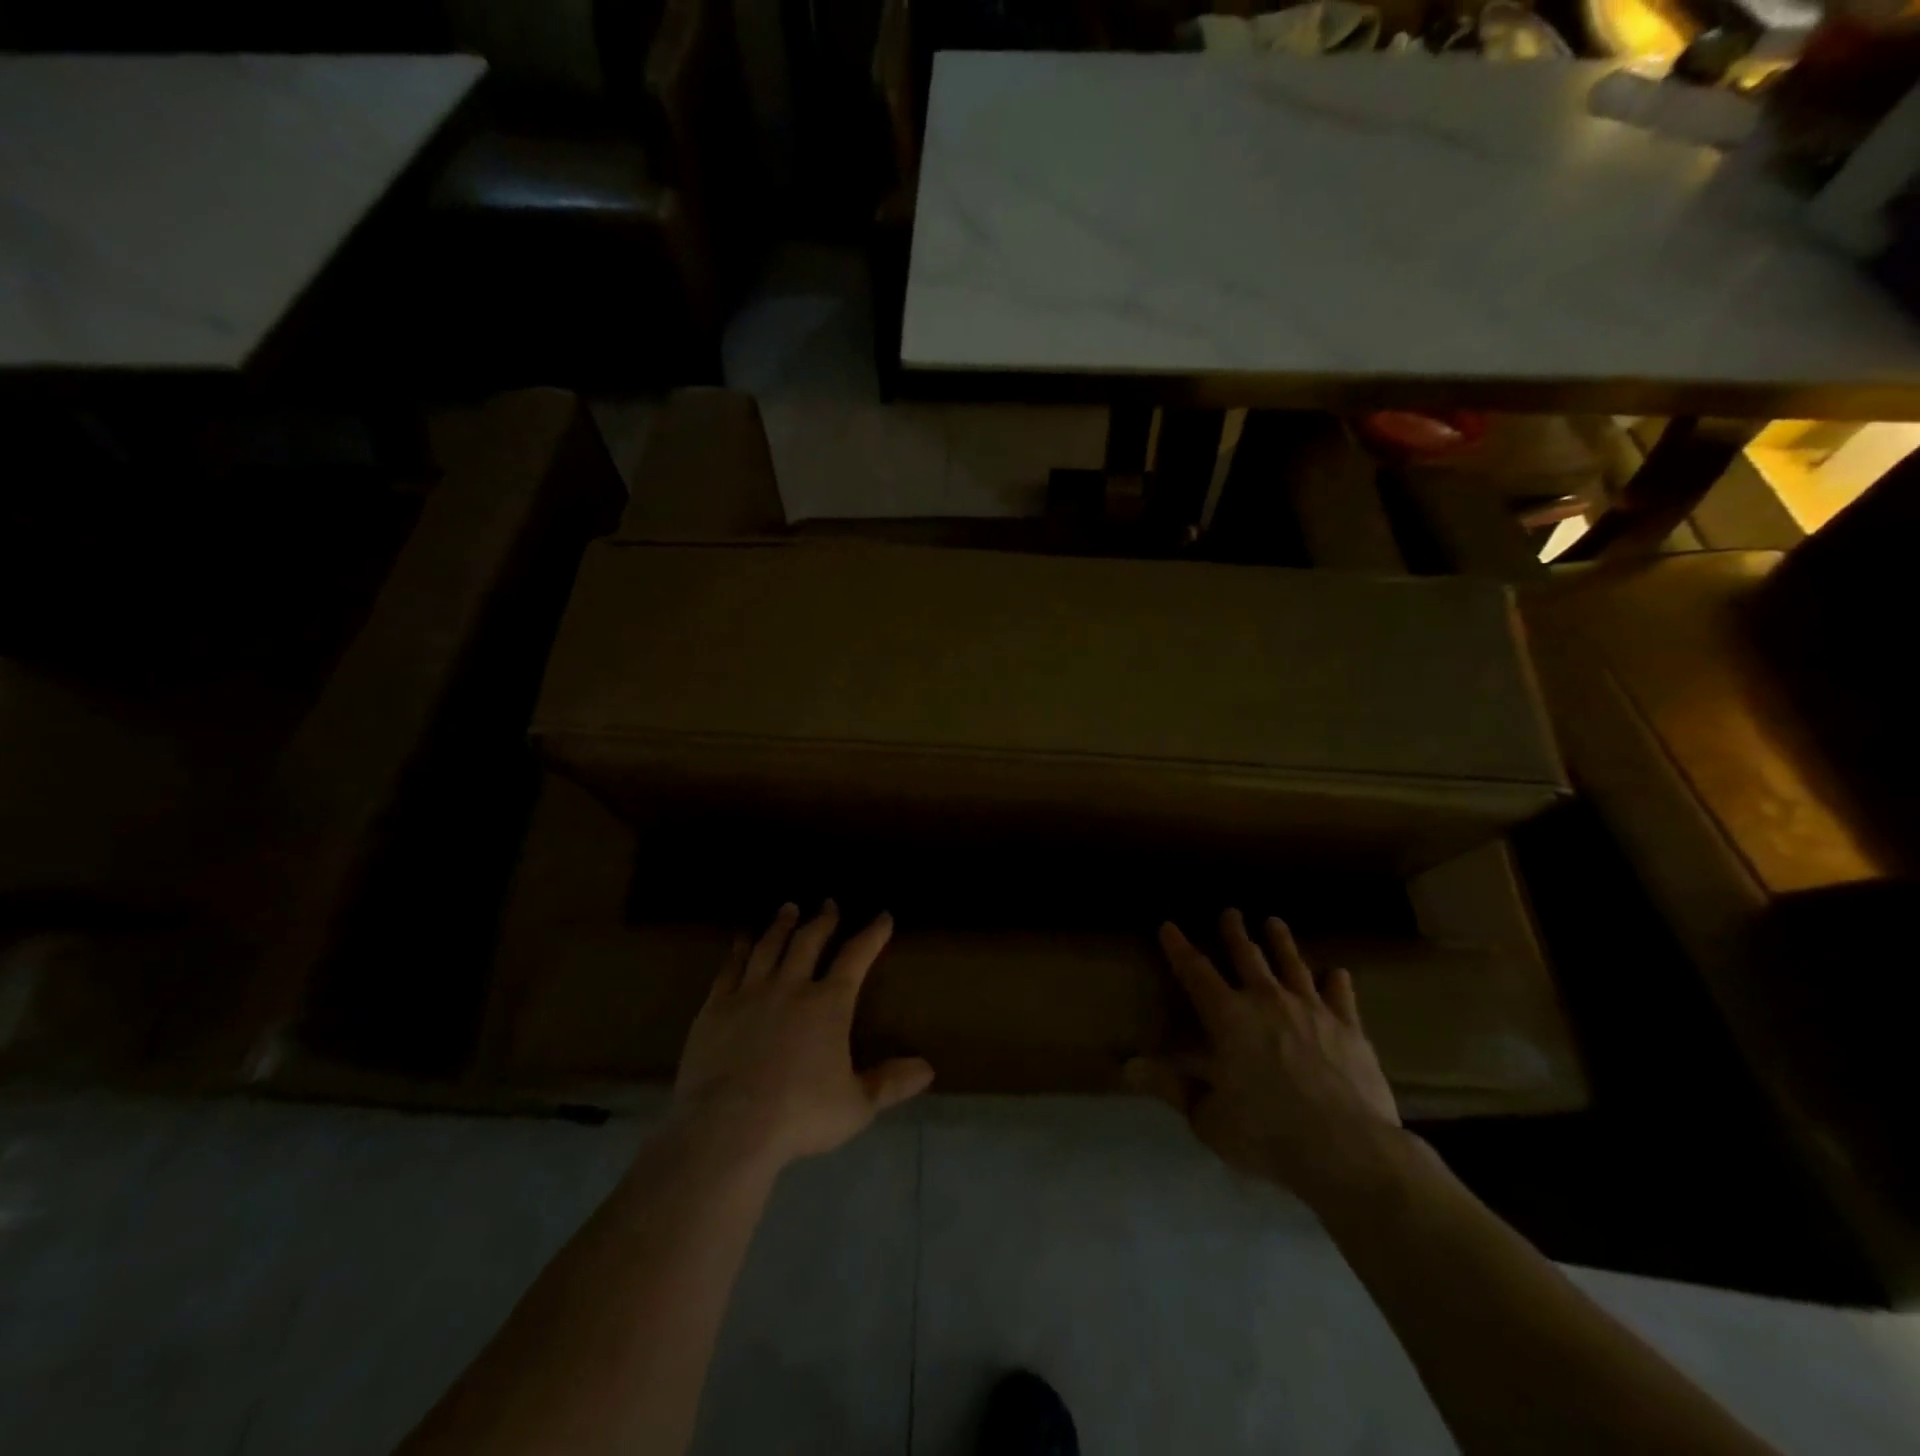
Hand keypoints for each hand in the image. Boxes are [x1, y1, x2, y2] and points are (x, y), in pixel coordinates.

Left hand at [672, 901, 933, 1171]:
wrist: (728, 1127)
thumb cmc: (799, 1115)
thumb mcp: (856, 1105)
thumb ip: (890, 1083)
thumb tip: (928, 1069)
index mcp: (828, 1004)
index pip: (856, 957)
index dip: (872, 934)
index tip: (883, 916)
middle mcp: (791, 987)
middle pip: (809, 942)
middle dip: (823, 919)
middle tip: (828, 903)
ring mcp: (750, 993)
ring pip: (770, 946)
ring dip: (782, 925)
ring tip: (788, 908)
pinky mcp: (716, 1008)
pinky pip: (730, 968)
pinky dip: (739, 949)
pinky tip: (742, 939)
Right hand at [1128, 909, 1402, 1209]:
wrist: (1348, 1150)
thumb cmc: (1267, 1134)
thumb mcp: (1207, 1118)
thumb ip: (1170, 1088)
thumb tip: (1127, 1067)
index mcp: (1227, 1017)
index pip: (1195, 972)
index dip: (1179, 947)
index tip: (1168, 925)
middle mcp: (1266, 1000)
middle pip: (1247, 956)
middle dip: (1234, 932)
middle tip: (1231, 912)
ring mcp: (1311, 1010)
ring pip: (1292, 964)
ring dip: (1281, 942)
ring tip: (1274, 922)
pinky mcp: (1349, 1028)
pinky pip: (1340, 996)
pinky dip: (1336, 982)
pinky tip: (1338, 973)